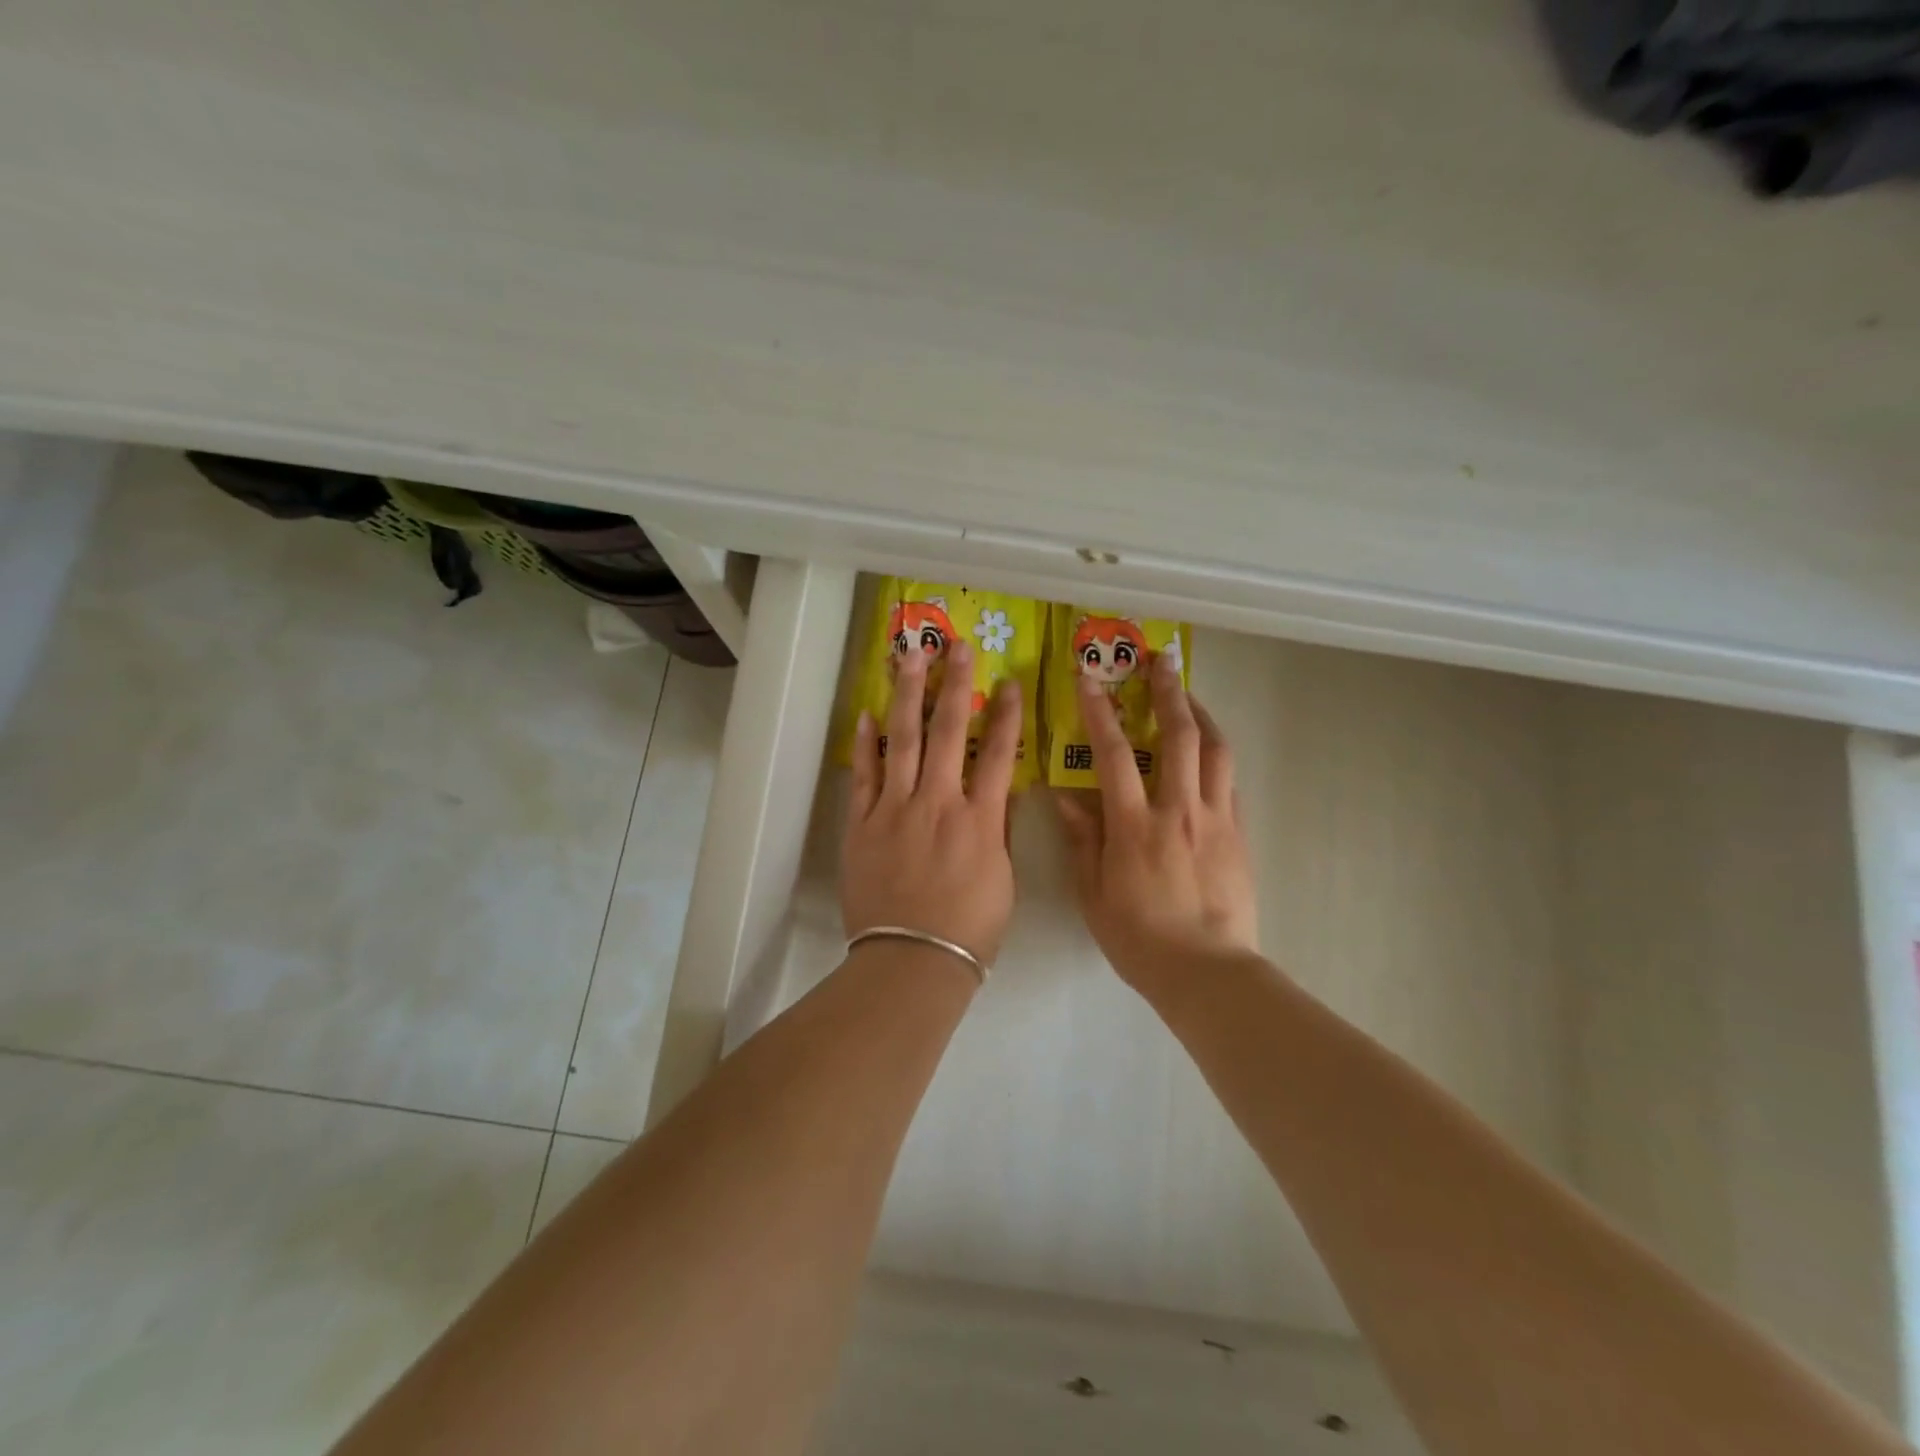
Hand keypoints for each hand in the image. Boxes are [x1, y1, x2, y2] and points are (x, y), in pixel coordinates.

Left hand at [842, 641, 1020, 965]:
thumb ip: (998, 831)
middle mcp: (937, 802)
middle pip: (949, 731)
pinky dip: (865, 743)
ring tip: (909, 656)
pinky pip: (864, 775)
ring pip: (903, 740)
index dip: (1005, 715)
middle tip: (957, 646)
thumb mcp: (1002, 881)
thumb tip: (999, 793)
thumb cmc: (969, 929)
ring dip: (907, 694)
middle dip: (954, 684)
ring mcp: (895, 809)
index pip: (998, 754)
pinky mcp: (861, 824)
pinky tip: (866, 713)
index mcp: (979, 819)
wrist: (911, 961)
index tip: (1008, 682)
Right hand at [1056, 652, 1257, 998]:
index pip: (1112, 753)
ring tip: (1189, 695)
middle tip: (1161, 660)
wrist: (1207, 972)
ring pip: (1215, 751)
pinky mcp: (1239, 834)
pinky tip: (1209, 753)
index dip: (1098, 710)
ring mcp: (1215, 819)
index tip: (1089, 678)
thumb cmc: (1140, 938)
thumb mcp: (1093, 893)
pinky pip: (1231, 783)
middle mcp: (1178, 809)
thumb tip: (1065, 796)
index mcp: (1134, 824)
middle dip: (1167, 691)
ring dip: (1201, 714)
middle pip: (1178, 735)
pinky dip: (1218, 757)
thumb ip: (1082, 839)